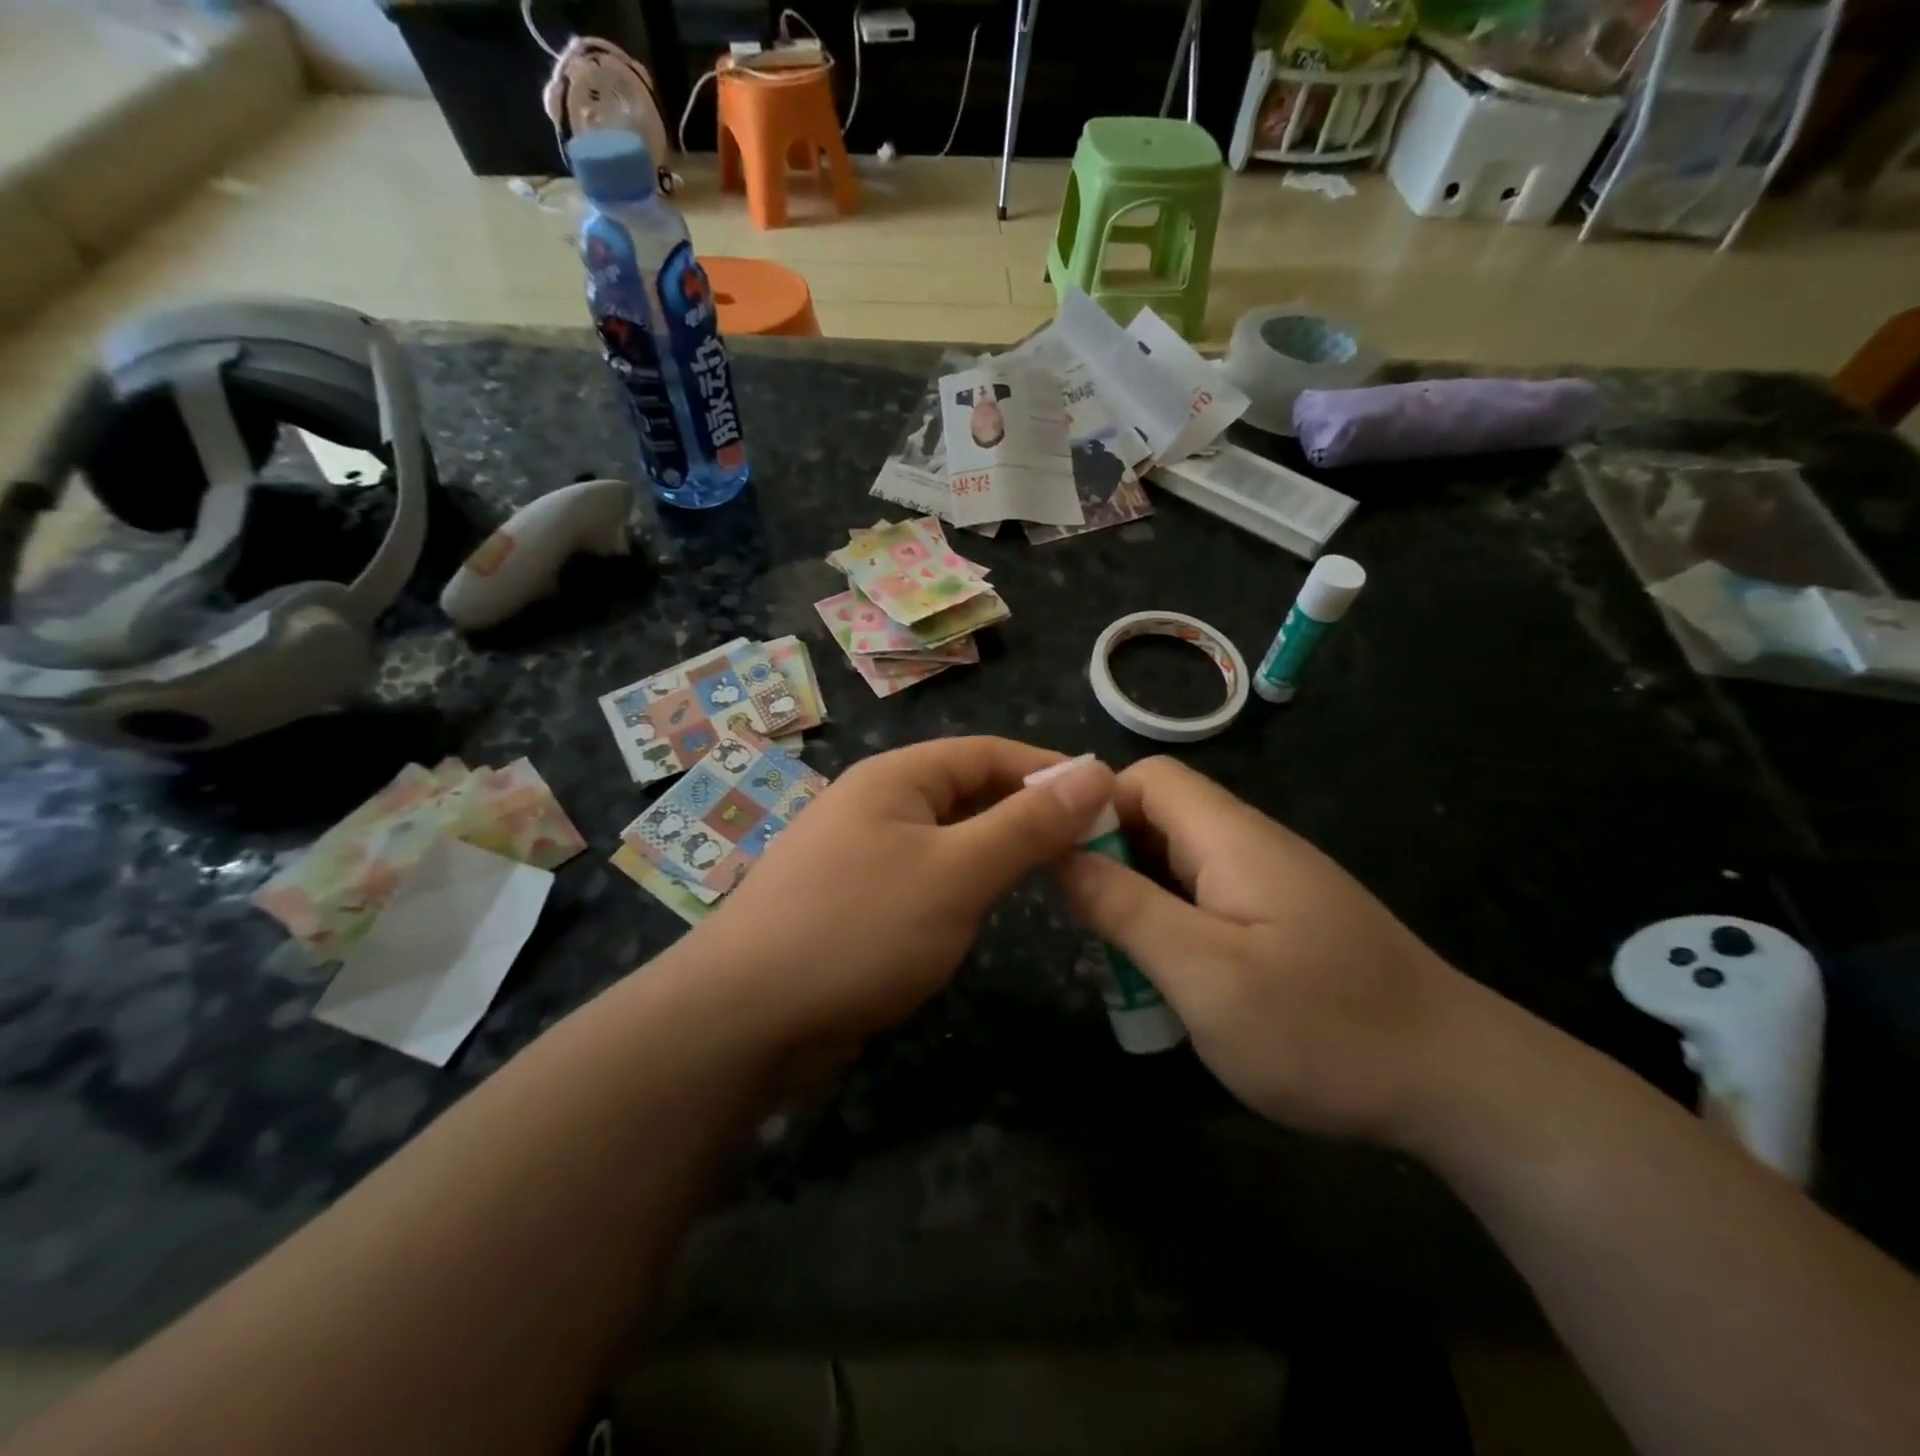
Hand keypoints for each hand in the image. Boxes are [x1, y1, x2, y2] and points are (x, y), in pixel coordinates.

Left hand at [688, 737, 1115, 1046]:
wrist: (745, 1019)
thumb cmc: (860, 928)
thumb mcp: (957, 872)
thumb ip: (1027, 824)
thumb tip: (1095, 771)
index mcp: (895, 778)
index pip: (987, 753)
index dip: (1048, 771)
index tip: (1106, 799)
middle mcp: (875, 806)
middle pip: (966, 794)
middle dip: (1026, 814)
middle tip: (1088, 847)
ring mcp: (860, 857)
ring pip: (946, 841)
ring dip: (996, 853)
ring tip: (1051, 877)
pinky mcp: (853, 906)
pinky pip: (923, 881)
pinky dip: (961, 888)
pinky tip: (984, 913)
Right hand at [1057, 756, 1474, 1144]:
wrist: (1462, 1087)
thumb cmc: (1324, 1029)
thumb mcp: (1206, 975)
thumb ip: (1127, 910)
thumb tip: (1063, 858)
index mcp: (1232, 839)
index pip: (1147, 779)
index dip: (1094, 807)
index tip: (1059, 863)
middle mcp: (1251, 847)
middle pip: (1158, 820)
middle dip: (1109, 863)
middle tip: (1087, 928)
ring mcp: (1272, 885)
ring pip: (1178, 866)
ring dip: (1138, 903)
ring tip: (1120, 965)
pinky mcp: (1285, 921)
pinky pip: (1207, 902)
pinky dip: (1173, 929)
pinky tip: (1172, 984)